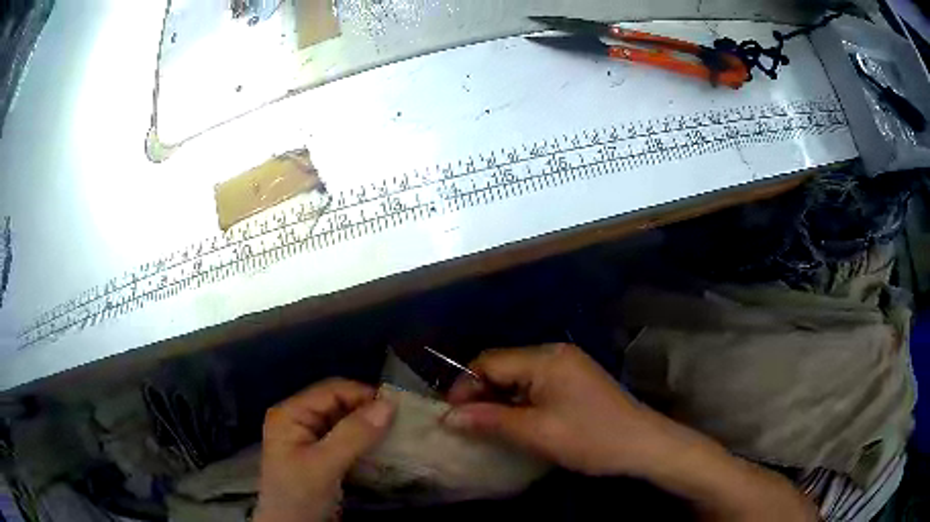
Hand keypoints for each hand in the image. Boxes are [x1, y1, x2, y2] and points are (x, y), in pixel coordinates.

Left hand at [255, 378, 394, 521]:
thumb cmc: (299, 495)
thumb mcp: (323, 466)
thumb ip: (353, 435)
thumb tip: (389, 404)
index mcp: (290, 414)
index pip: (330, 391)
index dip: (362, 395)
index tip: (398, 407)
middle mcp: (300, 420)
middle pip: (339, 405)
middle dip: (369, 412)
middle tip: (402, 423)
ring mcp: (312, 439)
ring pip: (347, 423)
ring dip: (371, 428)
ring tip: (399, 434)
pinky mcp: (324, 457)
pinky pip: (349, 441)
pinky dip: (367, 443)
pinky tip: (385, 449)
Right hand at [443, 343, 665, 475]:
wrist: (642, 444)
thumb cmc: (590, 438)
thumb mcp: (536, 433)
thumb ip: (490, 420)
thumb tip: (447, 417)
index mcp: (546, 358)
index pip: (489, 362)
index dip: (465, 386)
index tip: (452, 416)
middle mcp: (555, 353)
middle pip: (503, 365)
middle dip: (481, 393)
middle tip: (468, 424)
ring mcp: (568, 365)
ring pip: (518, 375)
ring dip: (500, 398)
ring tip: (488, 425)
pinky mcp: (575, 379)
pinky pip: (536, 383)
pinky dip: (520, 400)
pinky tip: (517, 420)